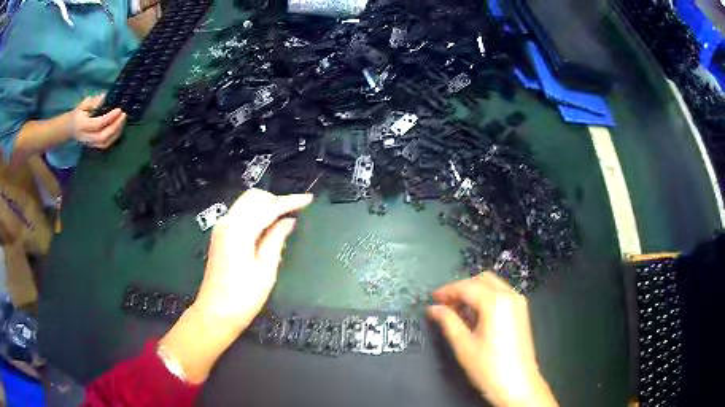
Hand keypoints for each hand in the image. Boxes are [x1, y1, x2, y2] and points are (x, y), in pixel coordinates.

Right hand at [67, 95, 126, 148]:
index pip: (97, 124)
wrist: (70, 128)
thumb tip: (104, 97)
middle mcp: (86, 137)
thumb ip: (93, 102)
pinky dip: (113, 137)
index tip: (119, 110)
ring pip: (104, 143)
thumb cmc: (78, 113)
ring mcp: (90, 144)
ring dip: (116, 133)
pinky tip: (119, 128)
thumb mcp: (84, 104)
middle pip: (102, 137)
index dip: (109, 118)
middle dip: (115, 127)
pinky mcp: (93, 147)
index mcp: (82, 125)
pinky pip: (105, 145)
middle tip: (124, 115)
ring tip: (123, 120)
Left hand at [160, 189, 312, 383]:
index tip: (309, 199)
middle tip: (296, 211)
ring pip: (246, 204)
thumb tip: (288, 221)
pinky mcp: (220, 236)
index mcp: (239, 230)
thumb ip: (276, 239)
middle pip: (253, 197)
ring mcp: (221, 228)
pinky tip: (269, 229)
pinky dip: (256, 215)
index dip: (290, 201)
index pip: (268, 207)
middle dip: (276, 200)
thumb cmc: (243, 296)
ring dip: (266, 206)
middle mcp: (227, 222)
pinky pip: (241, 215)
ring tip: (286, 220)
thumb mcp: (266, 269)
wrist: (215, 313)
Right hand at [427, 273, 556, 406]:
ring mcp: (519, 303)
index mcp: (495, 302)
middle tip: (445, 304)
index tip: (432, 299)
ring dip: (474, 292)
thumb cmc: (488, 367)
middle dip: (462, 288)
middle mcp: (510, 296)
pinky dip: (486, 298)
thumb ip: (448, 321)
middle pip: (482, 280)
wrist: (518, 383)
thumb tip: (433, 308)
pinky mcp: (522, 312)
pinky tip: (475, 315)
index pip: (467, 287)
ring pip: (493, 285)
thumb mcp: (463, 345)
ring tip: (457, 310)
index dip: (447, 291)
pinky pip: (501, 294)